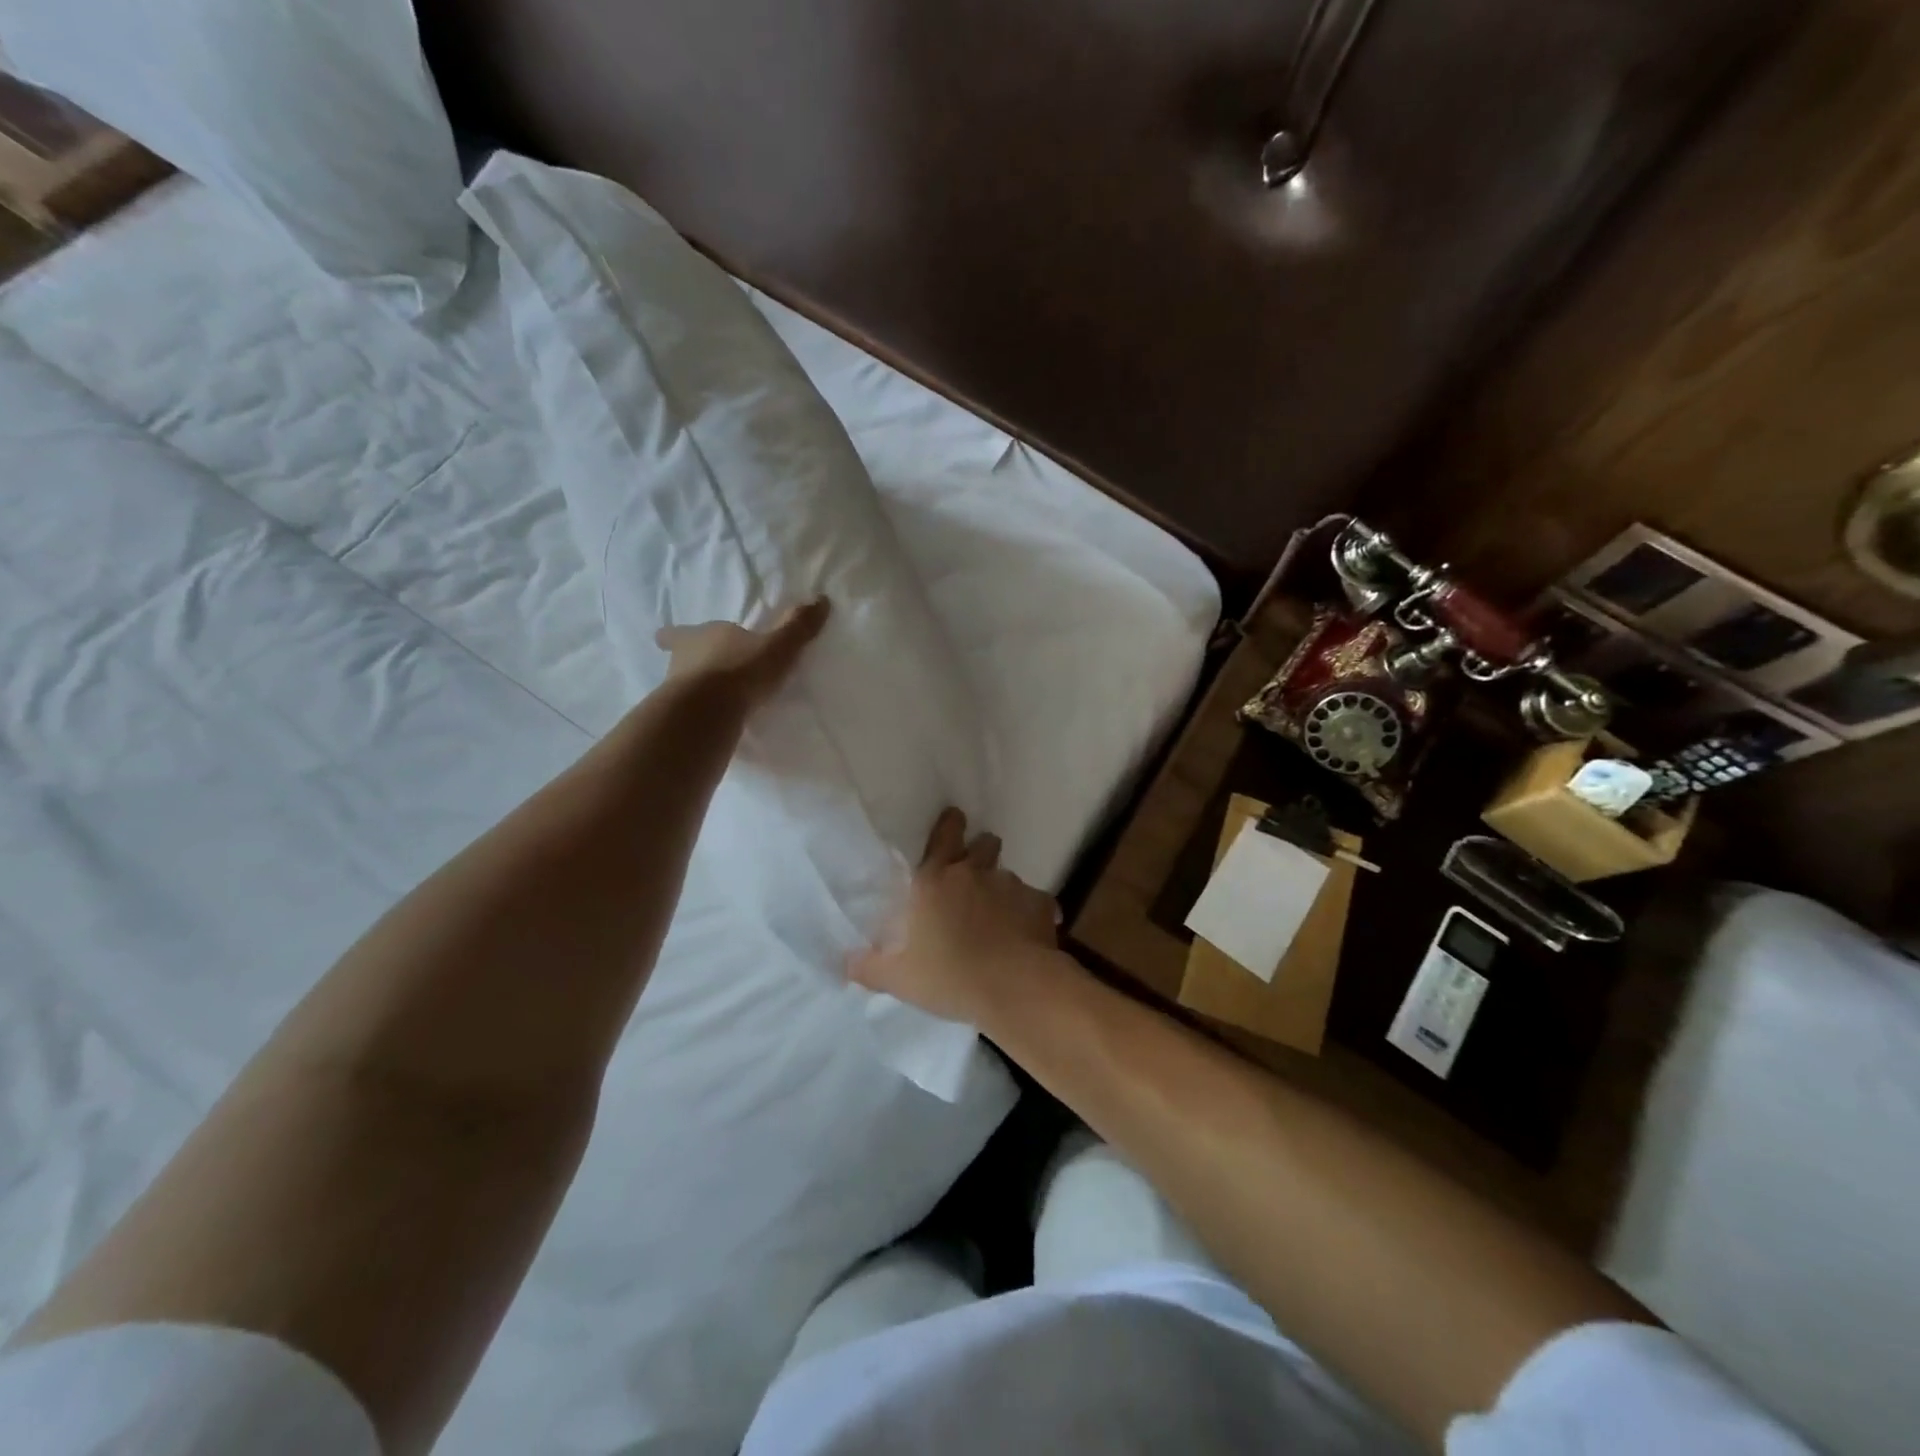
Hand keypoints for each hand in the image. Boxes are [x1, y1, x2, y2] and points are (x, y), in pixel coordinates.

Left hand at [654, 598, 828, 708]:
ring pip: (681, 686)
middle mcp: (682, 660)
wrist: (708, 711)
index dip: (674, 635)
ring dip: (694, 691)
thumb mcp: (778, 646)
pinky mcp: (678, 719)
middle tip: (704, 672)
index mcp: (702, 636)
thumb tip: (821, 599)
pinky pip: (689, 714)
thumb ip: (797, 627)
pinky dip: (698, 716)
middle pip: (679, 659)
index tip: (664, 637)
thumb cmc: (741, 669)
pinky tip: (713, 725)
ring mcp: (675, 691)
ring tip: (713, 702)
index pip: (679, 632)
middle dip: (689, 663)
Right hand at [849, 808, 1061, 1025]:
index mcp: (935, 880)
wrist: (1013, 989)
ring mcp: (1011, 886)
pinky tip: (1027, 933)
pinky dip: (1031, 913)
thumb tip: (844, 963)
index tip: (955, 817)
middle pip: (984, 843)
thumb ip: (869, 966)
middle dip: (981, 849)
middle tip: (975, 869)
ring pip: (1008, 874)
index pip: (944, 835)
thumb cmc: (949, 978)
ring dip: (1002, 887)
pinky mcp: (1041, 904)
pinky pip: (1036, 902)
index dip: (950, 824)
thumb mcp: (898, 978)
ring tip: (1000, 913)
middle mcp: (974, 873)